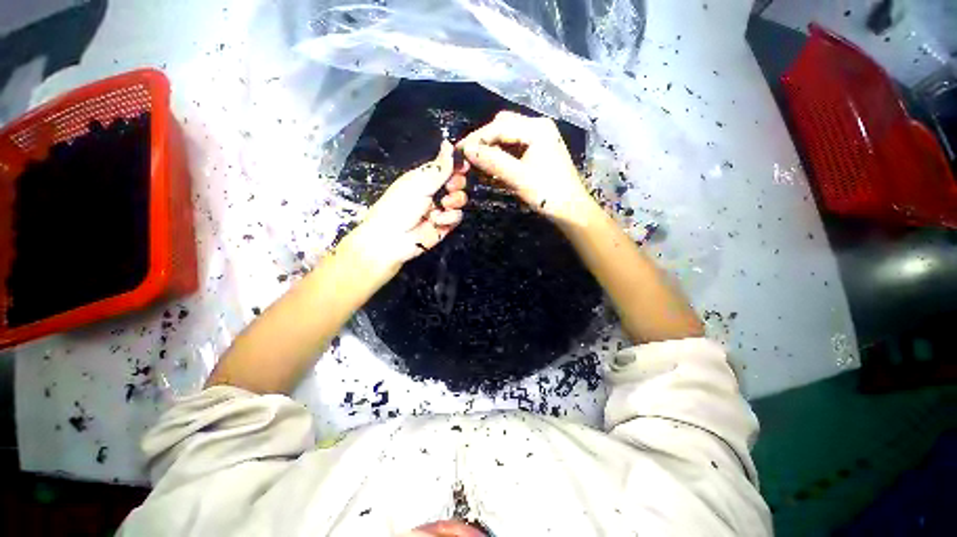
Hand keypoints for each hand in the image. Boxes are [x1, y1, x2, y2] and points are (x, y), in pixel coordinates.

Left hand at [346, 141, 468, 274]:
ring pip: (460, 199)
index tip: (464, 164)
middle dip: (457, 183)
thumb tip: (448, 142)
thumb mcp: (419, 182)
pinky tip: (437, 220)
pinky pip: (457, 217)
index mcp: (424, 178)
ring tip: (444, 205)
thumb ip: (439, 167)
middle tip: (451, 186)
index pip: (446, 167)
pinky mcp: (445, 225)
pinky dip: (449, 218)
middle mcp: (434, 192)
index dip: (456, 165)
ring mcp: (440, 209)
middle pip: (457, 182)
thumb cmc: (399, 205)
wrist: (391, 239)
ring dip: (455, 200)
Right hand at [457, 110, 589, 221]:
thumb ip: (492, 161)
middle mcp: (538, 127)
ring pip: (507, 139)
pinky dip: (501, 158)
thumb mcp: (518, 178)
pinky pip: (514, 150)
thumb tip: (467, 150)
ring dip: (491, 150)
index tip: (458, 151)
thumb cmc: (548, 193)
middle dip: (484, 142)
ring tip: (477, 165)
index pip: (499, 126)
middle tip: (468, 158)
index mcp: (536, 128)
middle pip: (502, 127)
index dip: (477, 138)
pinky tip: (492, 169)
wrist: (571, 210)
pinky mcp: (538, 152)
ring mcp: (539, 139)